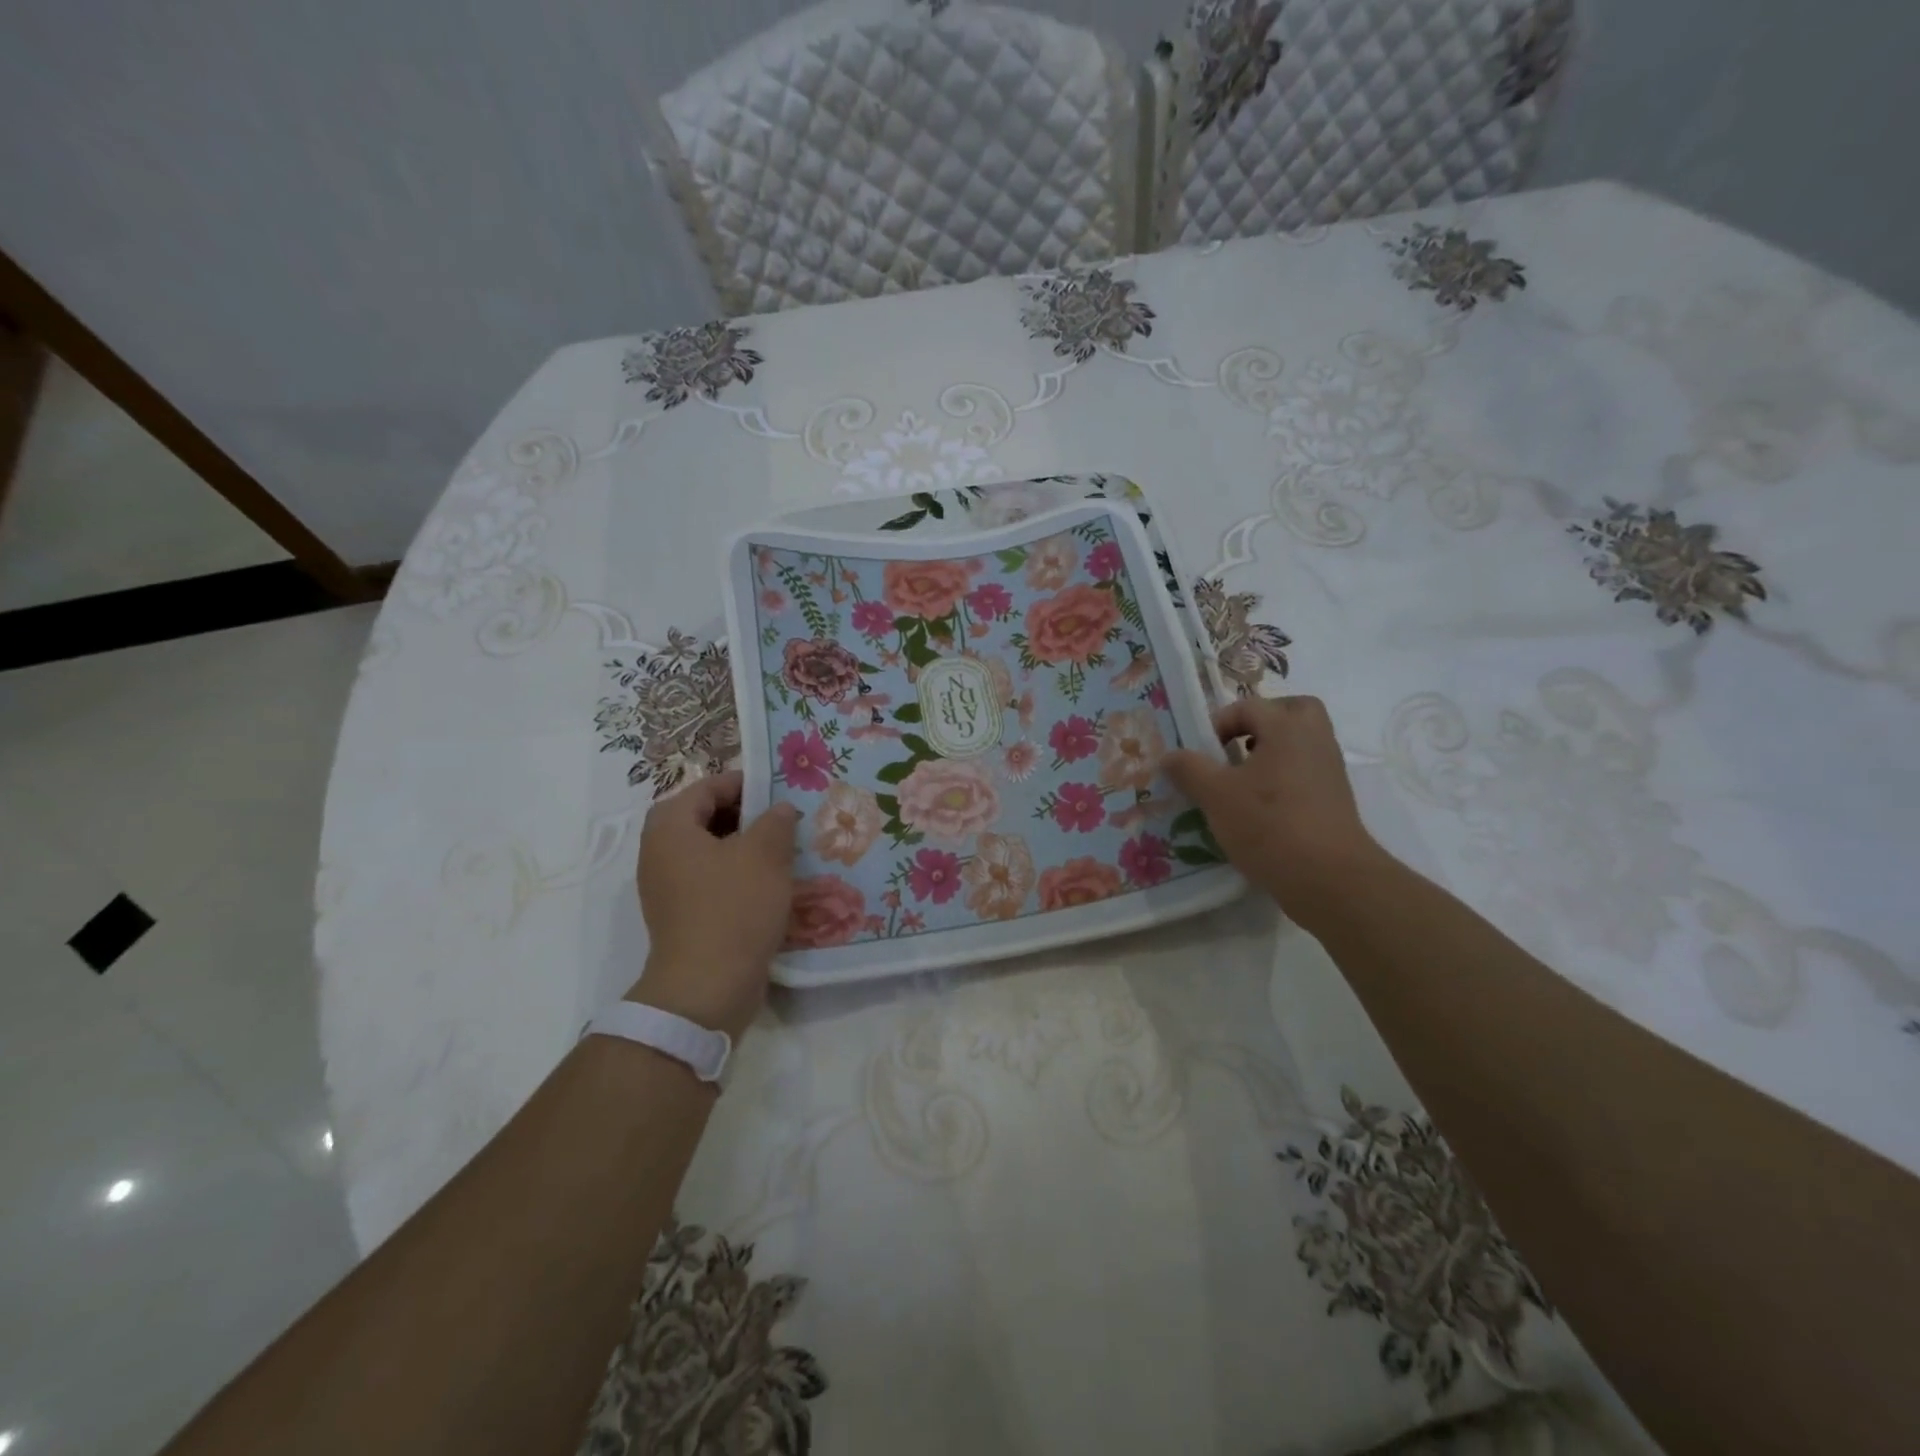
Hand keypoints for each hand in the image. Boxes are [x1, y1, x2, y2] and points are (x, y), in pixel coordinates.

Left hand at [629, 770, 800, 1039]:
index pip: (708, 787)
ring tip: (788, 850)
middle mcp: (660, 851)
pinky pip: (713, 880)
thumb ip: (776, 821)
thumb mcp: (765, 854)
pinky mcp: (683, 915)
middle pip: (707, 817)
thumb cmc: (733, 908)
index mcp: (670, 826)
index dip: (746, 784)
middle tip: (788, 819)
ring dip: (748, 847)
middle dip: (749, 816)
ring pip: (713, 851)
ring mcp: (668, 887)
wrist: (706, 988)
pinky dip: (740, 875)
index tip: (782, 789)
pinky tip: (773, 884)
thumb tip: (781, 809)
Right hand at [1162, 695, 1390, 928]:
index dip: (1218, 723)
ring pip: (1301, 744)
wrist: (1328, 878)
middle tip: (1236, 746)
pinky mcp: (1335, 800)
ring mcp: (1330, 770)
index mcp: (1287, 728)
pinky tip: (1260, 808)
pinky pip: (1306, 772)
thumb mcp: (1215, 795)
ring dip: (1272, 753)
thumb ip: (1189, 769)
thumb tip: (1169, 756)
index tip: (1201, 753)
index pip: (1248, 706)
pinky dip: (1284, 778)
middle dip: (1261, 723)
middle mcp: (1314, 740)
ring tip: (1242, 781)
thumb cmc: (1268, 824)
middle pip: (1292, 712)